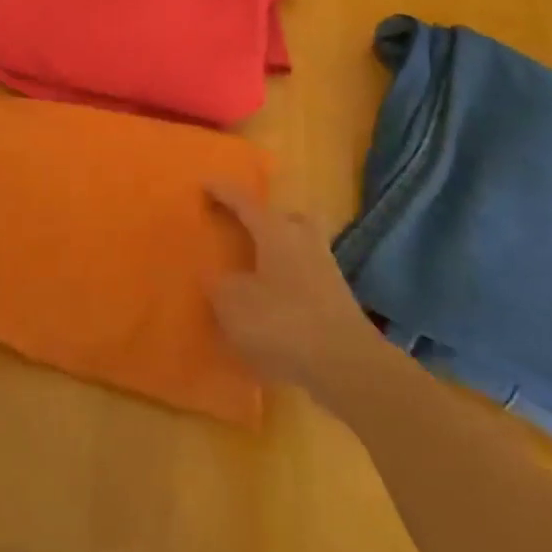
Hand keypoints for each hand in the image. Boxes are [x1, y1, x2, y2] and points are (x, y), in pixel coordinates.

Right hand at [206, 183, 379, 389]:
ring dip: (280, 250)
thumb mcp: (232, 304)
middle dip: (264, 218)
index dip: (222, 192)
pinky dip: (289, 281)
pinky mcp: (338, 300)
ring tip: (257, 265)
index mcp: (275, 231)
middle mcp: (303, 240)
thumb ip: (218, 285)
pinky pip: (307, 277)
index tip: (204, 184)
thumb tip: (213, 276)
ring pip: (299, 246)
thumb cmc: (282, 322)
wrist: (347, 366)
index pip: (244, 201)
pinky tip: (274, 301)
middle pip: (284, 217)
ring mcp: (326, 269)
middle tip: (244, 226)